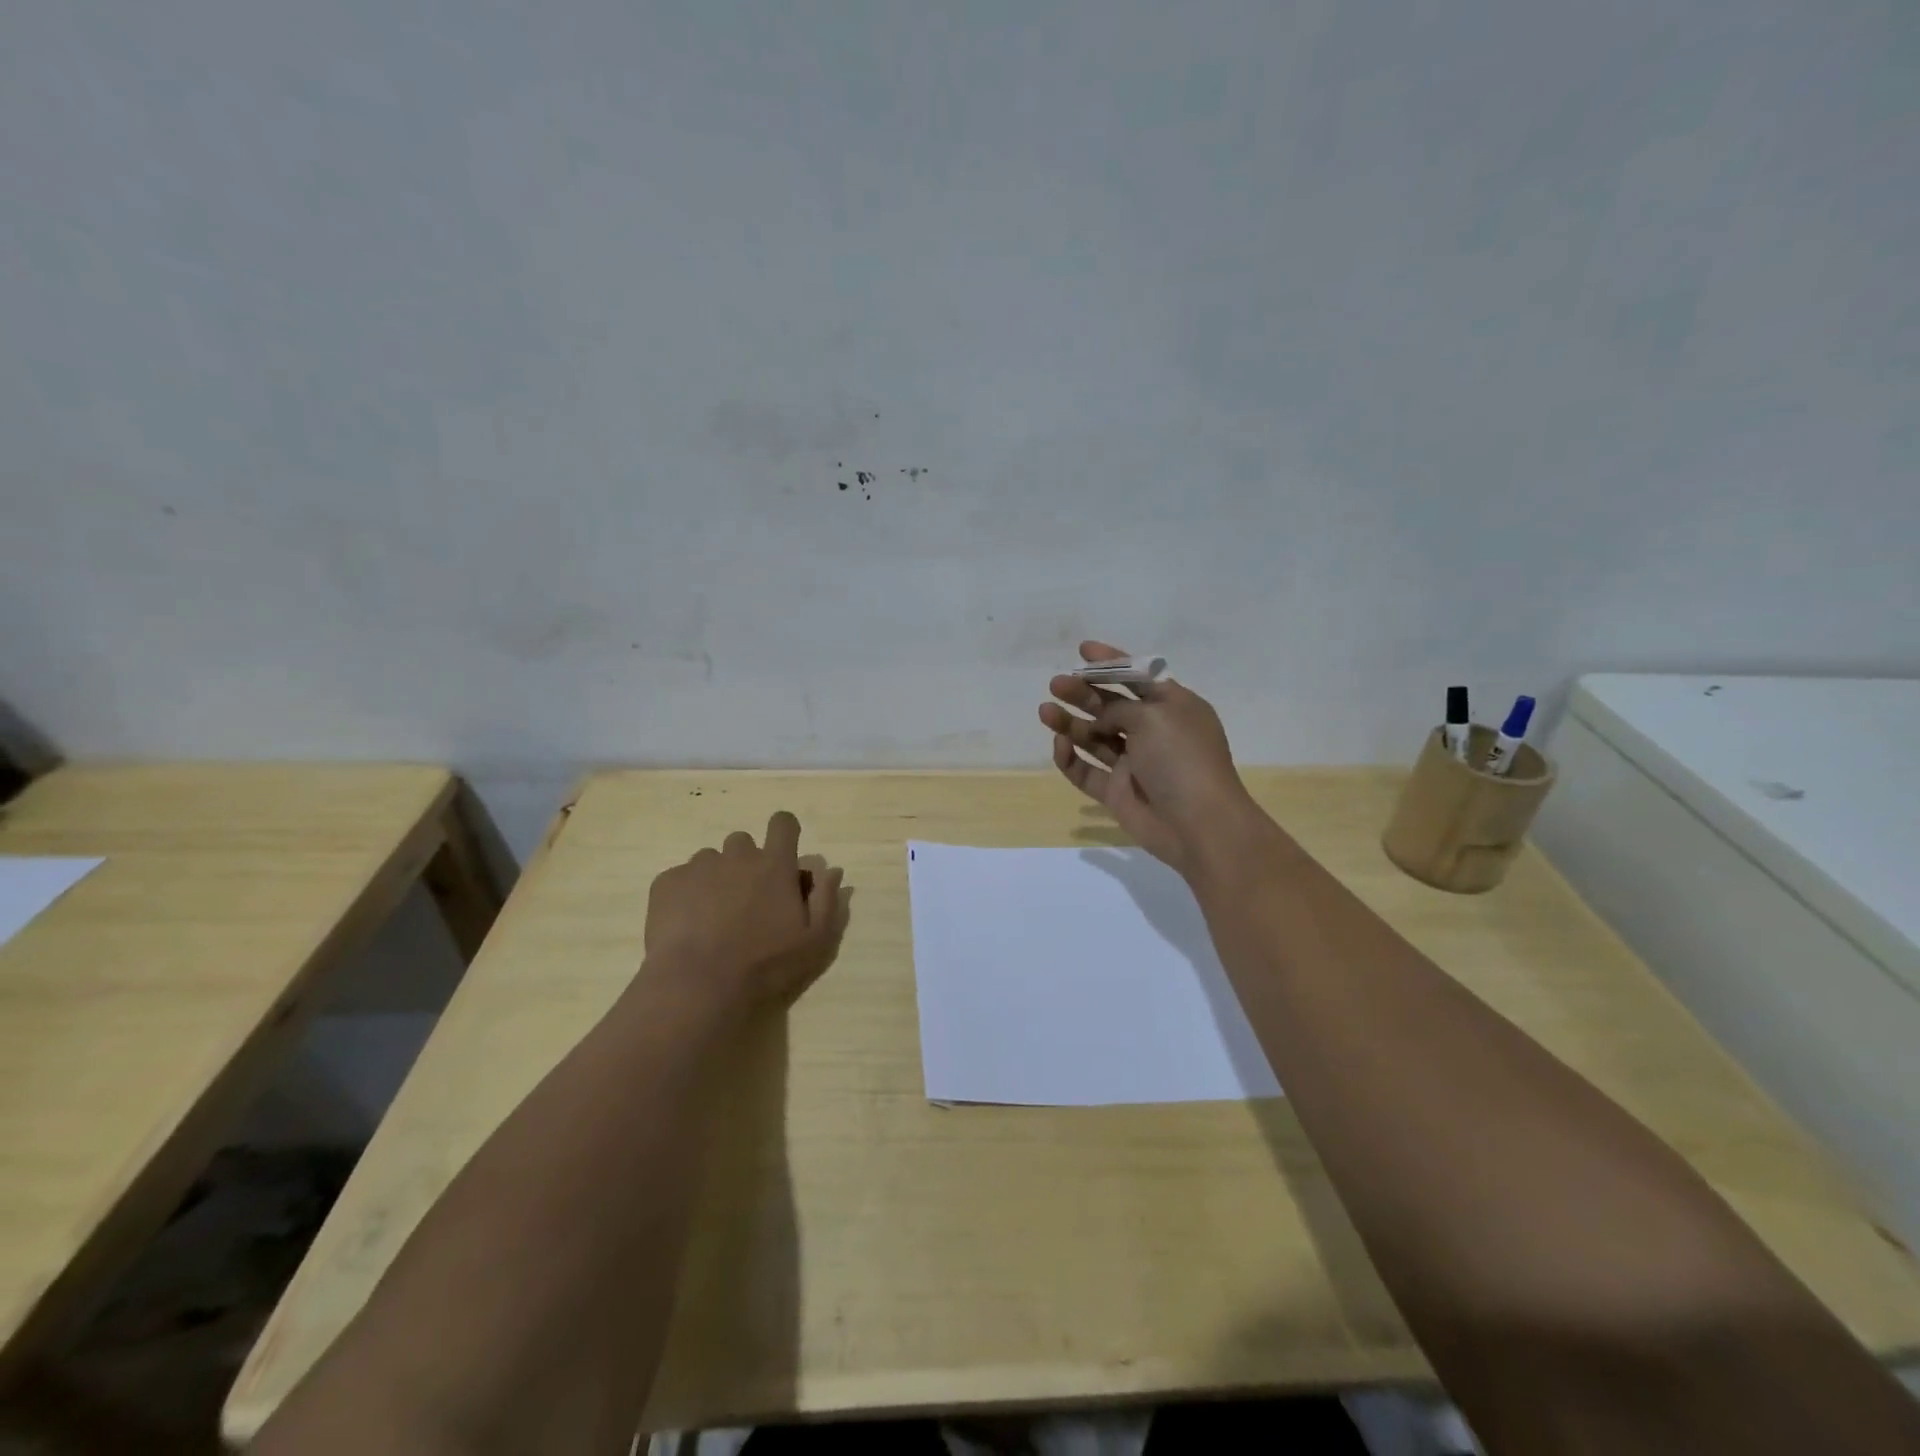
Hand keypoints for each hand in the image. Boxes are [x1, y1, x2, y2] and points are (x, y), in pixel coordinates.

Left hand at [641, 811, 847, 1018]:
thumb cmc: (765, 964)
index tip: (783, 856)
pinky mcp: (666, 883)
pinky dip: (686, 894)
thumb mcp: (814, 940)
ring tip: (713, 917)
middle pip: (743, 843)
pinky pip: (680, 878)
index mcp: (775, 865)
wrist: (697, 985)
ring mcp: (698, 867)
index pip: (783, 824)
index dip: (784, 833)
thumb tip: (832, 871)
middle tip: (746, 901)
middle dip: (746, 863)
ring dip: (716, 878)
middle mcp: (737, 856)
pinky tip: (687, 925)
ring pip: (710, 860)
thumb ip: (827, 900)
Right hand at [1039, 641, 1266, 874]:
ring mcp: (1134, 764)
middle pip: (1111, 706)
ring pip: (1094, 738)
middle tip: (1056, 684)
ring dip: (1070, 723)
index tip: (1082, 650)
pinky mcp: (1117, 792)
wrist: (1198, 824)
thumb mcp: (1154, 717)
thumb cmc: (1182, 759)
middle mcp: (1153, 733)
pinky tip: (1060, 745)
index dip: (1111, 662)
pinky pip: (1087, 771)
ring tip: (1045, 711)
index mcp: (1172, 708)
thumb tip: (1102, 720)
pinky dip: (1071, 758)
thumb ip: (1120, 709)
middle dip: (1083, 693)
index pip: (1138, 677)